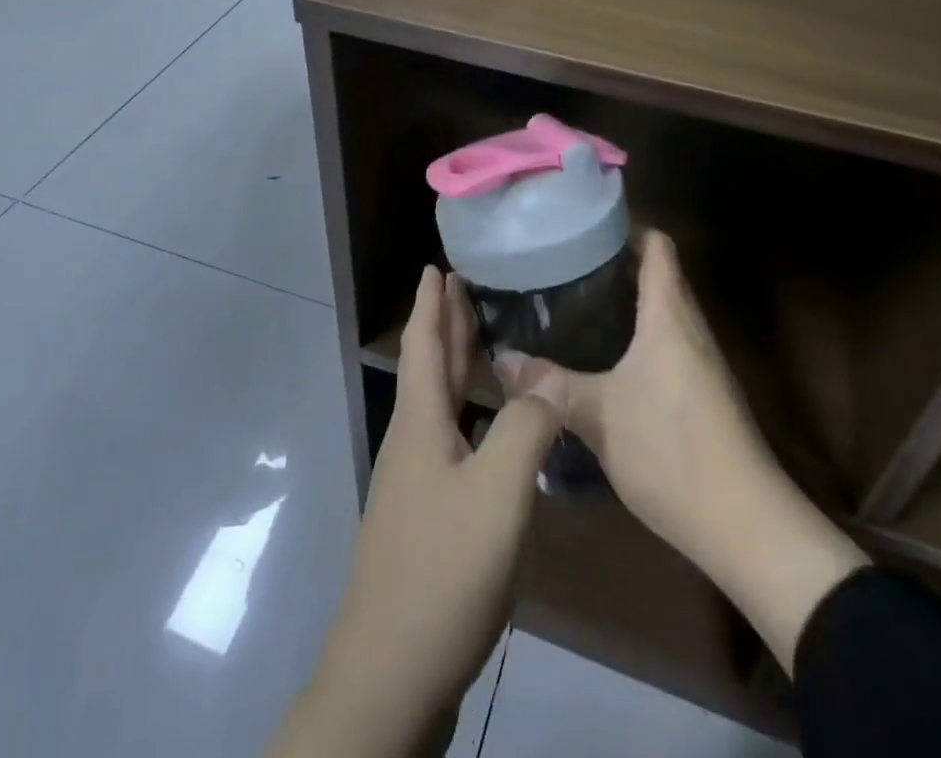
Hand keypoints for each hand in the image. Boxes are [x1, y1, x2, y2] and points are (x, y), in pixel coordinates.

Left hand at [271, 267, 567, 757]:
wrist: (391, 675)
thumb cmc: (441, 570)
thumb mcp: (496, 494)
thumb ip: (525, 429)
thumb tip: (549, 378)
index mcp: (420, 424)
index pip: (422, 344)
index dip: (430, 303)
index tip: (436, 265)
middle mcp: (414, 443)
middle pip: (430, 369)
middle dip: (446, 326)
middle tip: (468, 287)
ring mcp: (418, 484)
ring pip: (442, 406)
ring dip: (460, 368)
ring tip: (490, 343)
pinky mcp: (430, 518)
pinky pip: (454, 441)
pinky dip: (474, 416)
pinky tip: (499, 429)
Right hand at [497, 231, 866, 672]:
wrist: (746, 526)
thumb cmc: (672, 450)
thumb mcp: (598, 415)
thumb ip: (549, 385)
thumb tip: (502, 361)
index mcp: (670, 314)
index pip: (657, 245)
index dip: (625, 227)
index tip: (582, 227)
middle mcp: (690, 327)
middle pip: (658, 274)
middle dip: (613, 265)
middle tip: (563, 267)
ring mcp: (701, 362)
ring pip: (662, 312)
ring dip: (625, 304)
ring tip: (573, 306)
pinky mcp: (703, 393)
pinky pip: (667, 344)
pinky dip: (636, 337)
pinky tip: (602, 359)